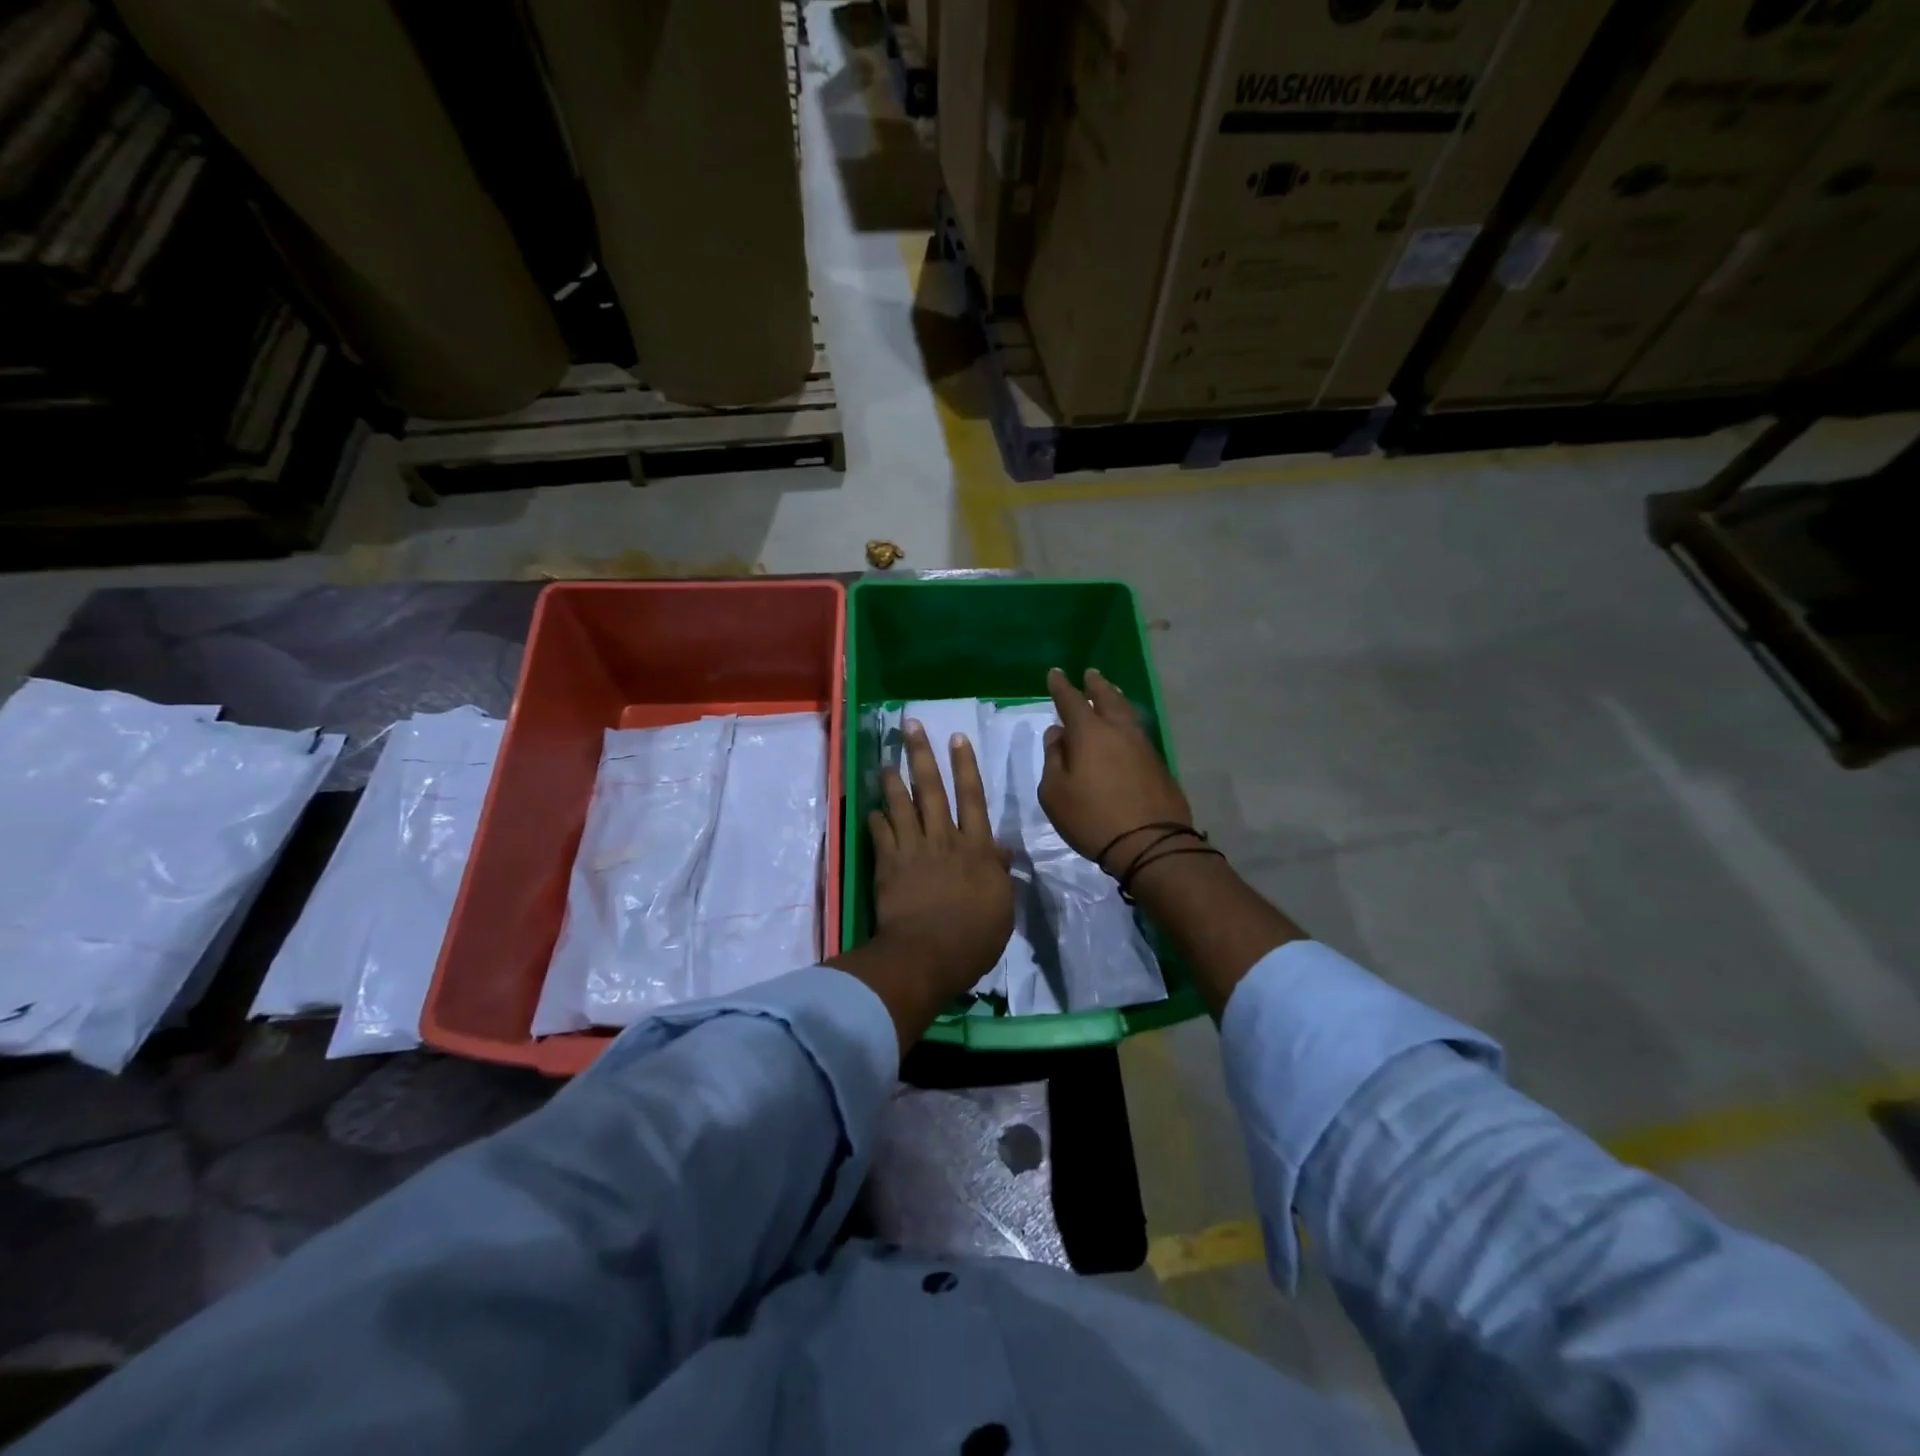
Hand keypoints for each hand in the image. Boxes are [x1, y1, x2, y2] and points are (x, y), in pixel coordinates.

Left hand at [866, 720, 1013, 1001]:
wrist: (928, 955)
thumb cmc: (974, 937)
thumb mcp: (1002, 906)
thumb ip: (999, 873)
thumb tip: (1001, 849)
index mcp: (976, 848)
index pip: (972, 798)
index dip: (965, 767)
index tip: (957, 739)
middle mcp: (943, 839)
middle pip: (931, 790)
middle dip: (922, 755)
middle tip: (911, 727)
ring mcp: (912, 850)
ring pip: (901, 805)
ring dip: (893, 781)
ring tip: (886, 760)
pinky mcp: (887, 865)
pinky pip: (880, 835)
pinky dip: (875, 821)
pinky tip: (871, 811)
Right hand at [1040, 666, 1191, 869]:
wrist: (1150, 843)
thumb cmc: (1092, 818)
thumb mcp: (1055, 793)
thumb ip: (1053, 759)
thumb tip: (1058, 734)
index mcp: (1089, 733)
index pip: (1071, 701)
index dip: (1061, 686)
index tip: (1055, 673)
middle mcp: (1118, 731)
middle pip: (1107, 698)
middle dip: (1096, 685)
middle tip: (1091, 674)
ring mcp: (1143, 746)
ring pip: (1127, 713)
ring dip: (1116, 699)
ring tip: (1110, 692)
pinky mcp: (1158, 764)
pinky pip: (1138, 732)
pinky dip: (1127, 722)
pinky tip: (1125, 729)